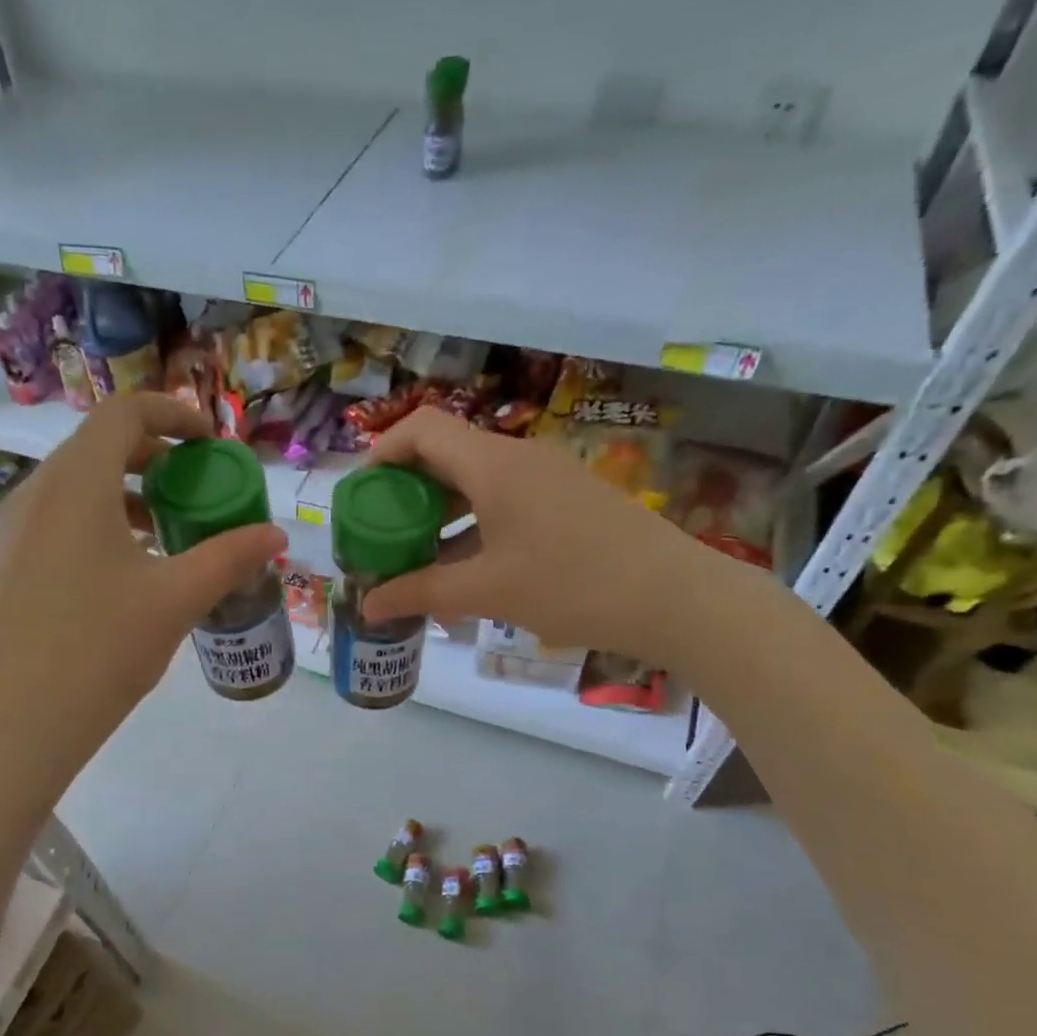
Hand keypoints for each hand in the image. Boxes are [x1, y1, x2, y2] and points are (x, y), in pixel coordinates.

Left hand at [0, 393, 285, 787]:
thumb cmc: (99, 648)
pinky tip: (120, 581)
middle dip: (154, 459)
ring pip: (74, 490)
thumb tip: (276, 535)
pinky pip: (54, 525)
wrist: (8, 724)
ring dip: (124, 497)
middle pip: (98, 448)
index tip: (211, 444)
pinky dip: (95, 528)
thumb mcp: (176, 600)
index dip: (174, 414)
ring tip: (165, 539)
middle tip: (194, 492)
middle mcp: (35, 493)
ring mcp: (9, 532)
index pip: (124, 412)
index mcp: (77, 483)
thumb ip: (229, 558)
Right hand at [359, 408, 718, 662]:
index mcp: (493, 464)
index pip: (422, 429)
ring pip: (476, 481)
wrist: (675, 597)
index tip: (361, 496)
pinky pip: (505, 499)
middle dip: (407, 492)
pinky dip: (475, 525)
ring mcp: (548, 477)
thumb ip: (420, 593)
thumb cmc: (571, 585)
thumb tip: (368, 606)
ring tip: (419, 558)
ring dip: (441, 513)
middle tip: (384, 535)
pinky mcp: (569, 500)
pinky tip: (469, 568)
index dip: (382, 453)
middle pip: (446, 454)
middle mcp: (518, 458)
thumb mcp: (486, 591)